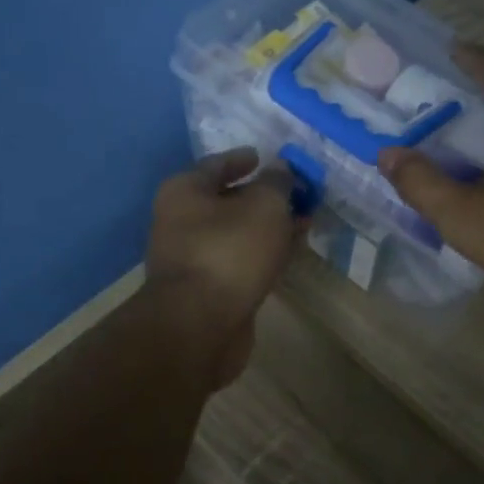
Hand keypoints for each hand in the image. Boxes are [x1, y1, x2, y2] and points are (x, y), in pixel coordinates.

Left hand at [143, 148, 306, 388]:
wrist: (200, 326)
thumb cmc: (229, 252)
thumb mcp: (264, 206)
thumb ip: (277, 183)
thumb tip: (281, 169)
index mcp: (184, 192)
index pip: (217, 164)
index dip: (244, 159)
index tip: (267, 158)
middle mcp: (180, 221)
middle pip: (227, 200)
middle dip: (263, 197)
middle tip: (297, 194)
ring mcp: (192, 259)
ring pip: (236, 234)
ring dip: (267, 228)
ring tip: (303, 223)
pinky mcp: (207, 290)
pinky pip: (239, 261)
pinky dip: (262, 254)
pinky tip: (288, 254)